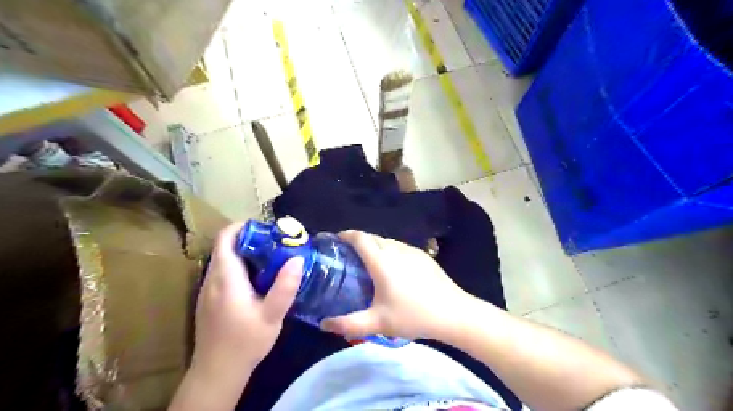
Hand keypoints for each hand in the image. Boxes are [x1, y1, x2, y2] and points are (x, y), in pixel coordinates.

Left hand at [191, 222, 303, 380]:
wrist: (217, 373)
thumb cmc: (245, 342)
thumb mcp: (272, 315)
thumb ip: (285, 286)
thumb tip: (297, 258)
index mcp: (225, 278)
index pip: (226, 238)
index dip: (244, 227)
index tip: (268, 230)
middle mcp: (211, 279)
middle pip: (226, 247)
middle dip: (250, 239)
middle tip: (276, 245)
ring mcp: (208, 290)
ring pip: (224, 259)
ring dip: (246, 253)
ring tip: (271, 260)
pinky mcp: (209, 299)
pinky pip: (223, 272)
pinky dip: (240, 267)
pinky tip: (258, 281)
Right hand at [322, 231, 468, 339]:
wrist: (452, 312)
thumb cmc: (413, 315)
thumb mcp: (378, 323)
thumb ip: (348, 324)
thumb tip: (324, 324)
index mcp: (381, 261)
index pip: (360, 238)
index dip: (346, 235)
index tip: (336, 239)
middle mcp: (395, 249)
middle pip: (372, 237)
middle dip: (358, 241)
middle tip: (349, 256)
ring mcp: (411, 250)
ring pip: (387, 241)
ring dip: (375, 246)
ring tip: (369, 262)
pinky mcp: (423, 255)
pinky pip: (400, 247)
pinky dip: (389, 250)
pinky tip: (393, 268)